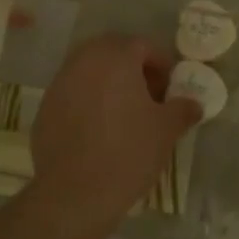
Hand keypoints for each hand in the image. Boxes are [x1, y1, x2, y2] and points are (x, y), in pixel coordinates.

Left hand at [29, 34, 202, 228]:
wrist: (75, 193)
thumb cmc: (128, 152)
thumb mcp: (166, 130)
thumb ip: (182, 109)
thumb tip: (193, 103)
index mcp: (115, 58)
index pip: (142, 45)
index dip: (160, 64)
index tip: (169, 88)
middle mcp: (83, 62)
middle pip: (111, 51)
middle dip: (131, 67)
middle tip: (147, 95)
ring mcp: (59, 84)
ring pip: (88, 70)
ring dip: (108, 82)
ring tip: (123, 113)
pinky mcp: (45, 108)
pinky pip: (72, 93)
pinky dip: (87, 101)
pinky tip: (98, 130)